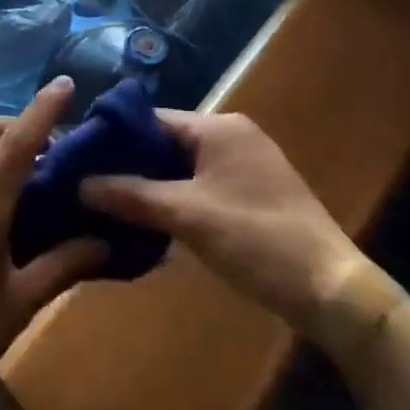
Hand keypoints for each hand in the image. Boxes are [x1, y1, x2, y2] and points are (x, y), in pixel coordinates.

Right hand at [80, 110, 366, 331]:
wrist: (330, 289)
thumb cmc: (256, 239)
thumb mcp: (187, 215)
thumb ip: (131, 195)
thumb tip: (80, 184)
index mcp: (218, 127)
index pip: (151, 119)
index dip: (113, 138)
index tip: (78, 159)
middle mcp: (232, 135)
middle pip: (165, 141)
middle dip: (129, 163)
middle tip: (88, 185)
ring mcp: (244, 164)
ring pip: (181, 165)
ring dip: (150, 183)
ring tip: (108, 203)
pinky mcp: (251, 192)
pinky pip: (200, 183)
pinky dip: (174, 196)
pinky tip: (148, 219)